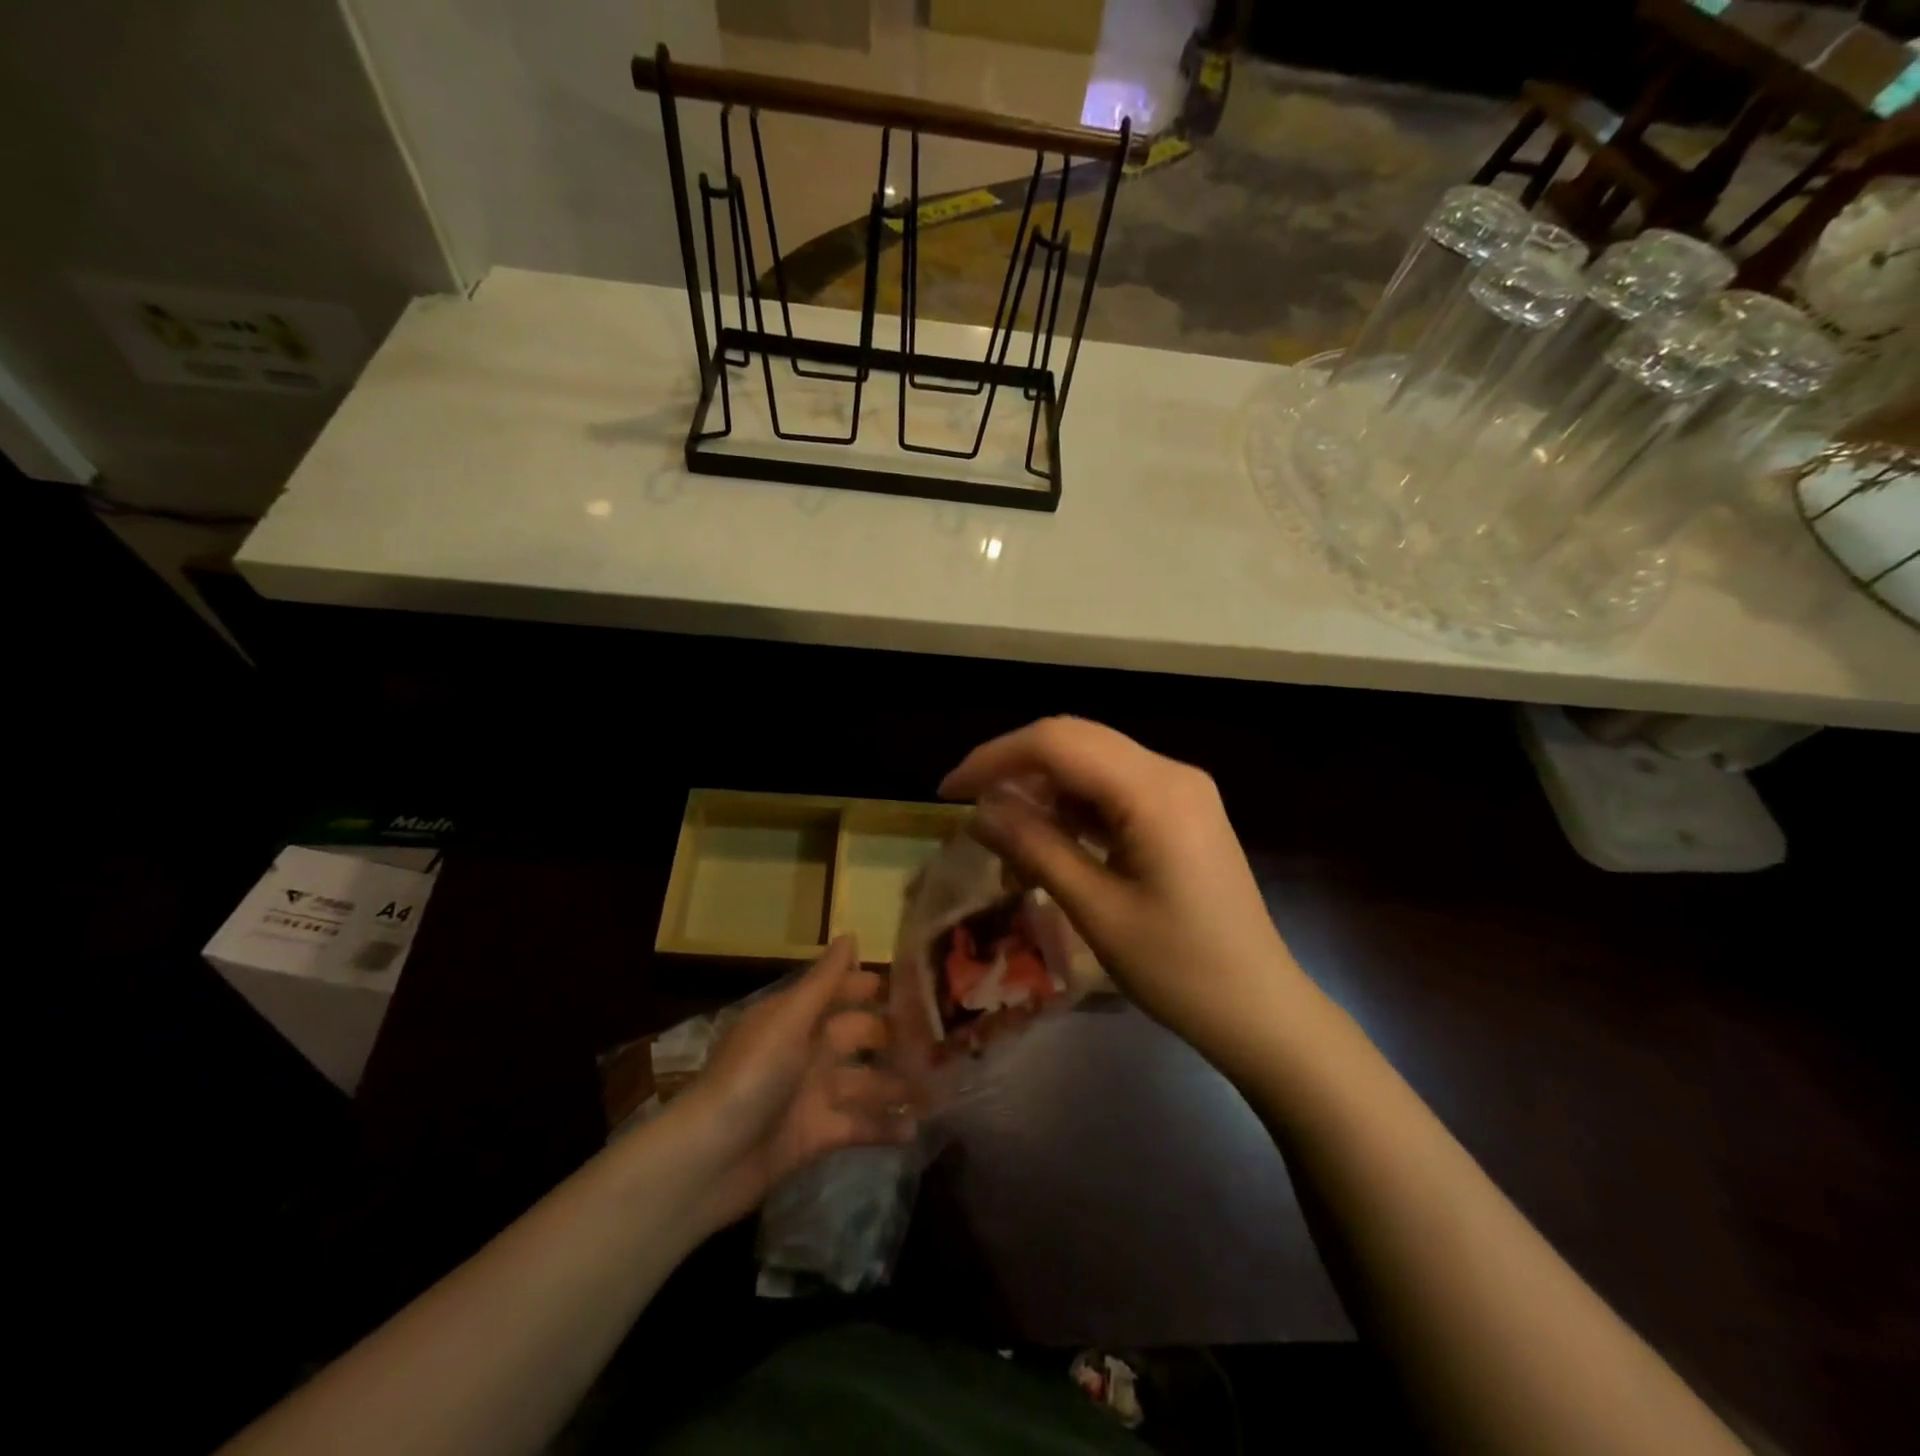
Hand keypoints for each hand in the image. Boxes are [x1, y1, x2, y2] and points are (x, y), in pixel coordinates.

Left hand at [676, 936, 916, 1230]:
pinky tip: (913, 1130)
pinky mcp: (814, 1136)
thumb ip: (823, 982)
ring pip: (863, 1082)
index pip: (835, 993)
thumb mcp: (788, 1022)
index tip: (912, 984)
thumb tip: (851, 934)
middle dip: (891, 1036)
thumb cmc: (751, 1077)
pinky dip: (882, 1127)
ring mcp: (809, 1095)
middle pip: (855, 1036)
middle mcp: (803, 1051)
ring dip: (895, 1086)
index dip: (867, 986)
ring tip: (938, 1090)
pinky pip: (856, 1125)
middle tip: (938, 1038)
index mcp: (792, 1019)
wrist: (709, 1161)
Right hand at [940, 717, 1302, 1052]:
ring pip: (1092, 761)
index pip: (1057, 743)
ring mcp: (1181, 789)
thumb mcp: (1096, 910)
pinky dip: (1073, 805)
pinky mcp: (1182, 811)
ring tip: (1004, 834)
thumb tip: (978, 813)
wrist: (1261, 1009)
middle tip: (968, 807)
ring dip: (1043, 788)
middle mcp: (1170, 772)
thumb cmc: (1180, 970)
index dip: (994, 758)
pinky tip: (1049, 839)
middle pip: (1075, 740)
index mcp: (1155, 791)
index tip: (948, 792)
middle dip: (1014, 766)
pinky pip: (1114, 787)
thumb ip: (1035, 848)